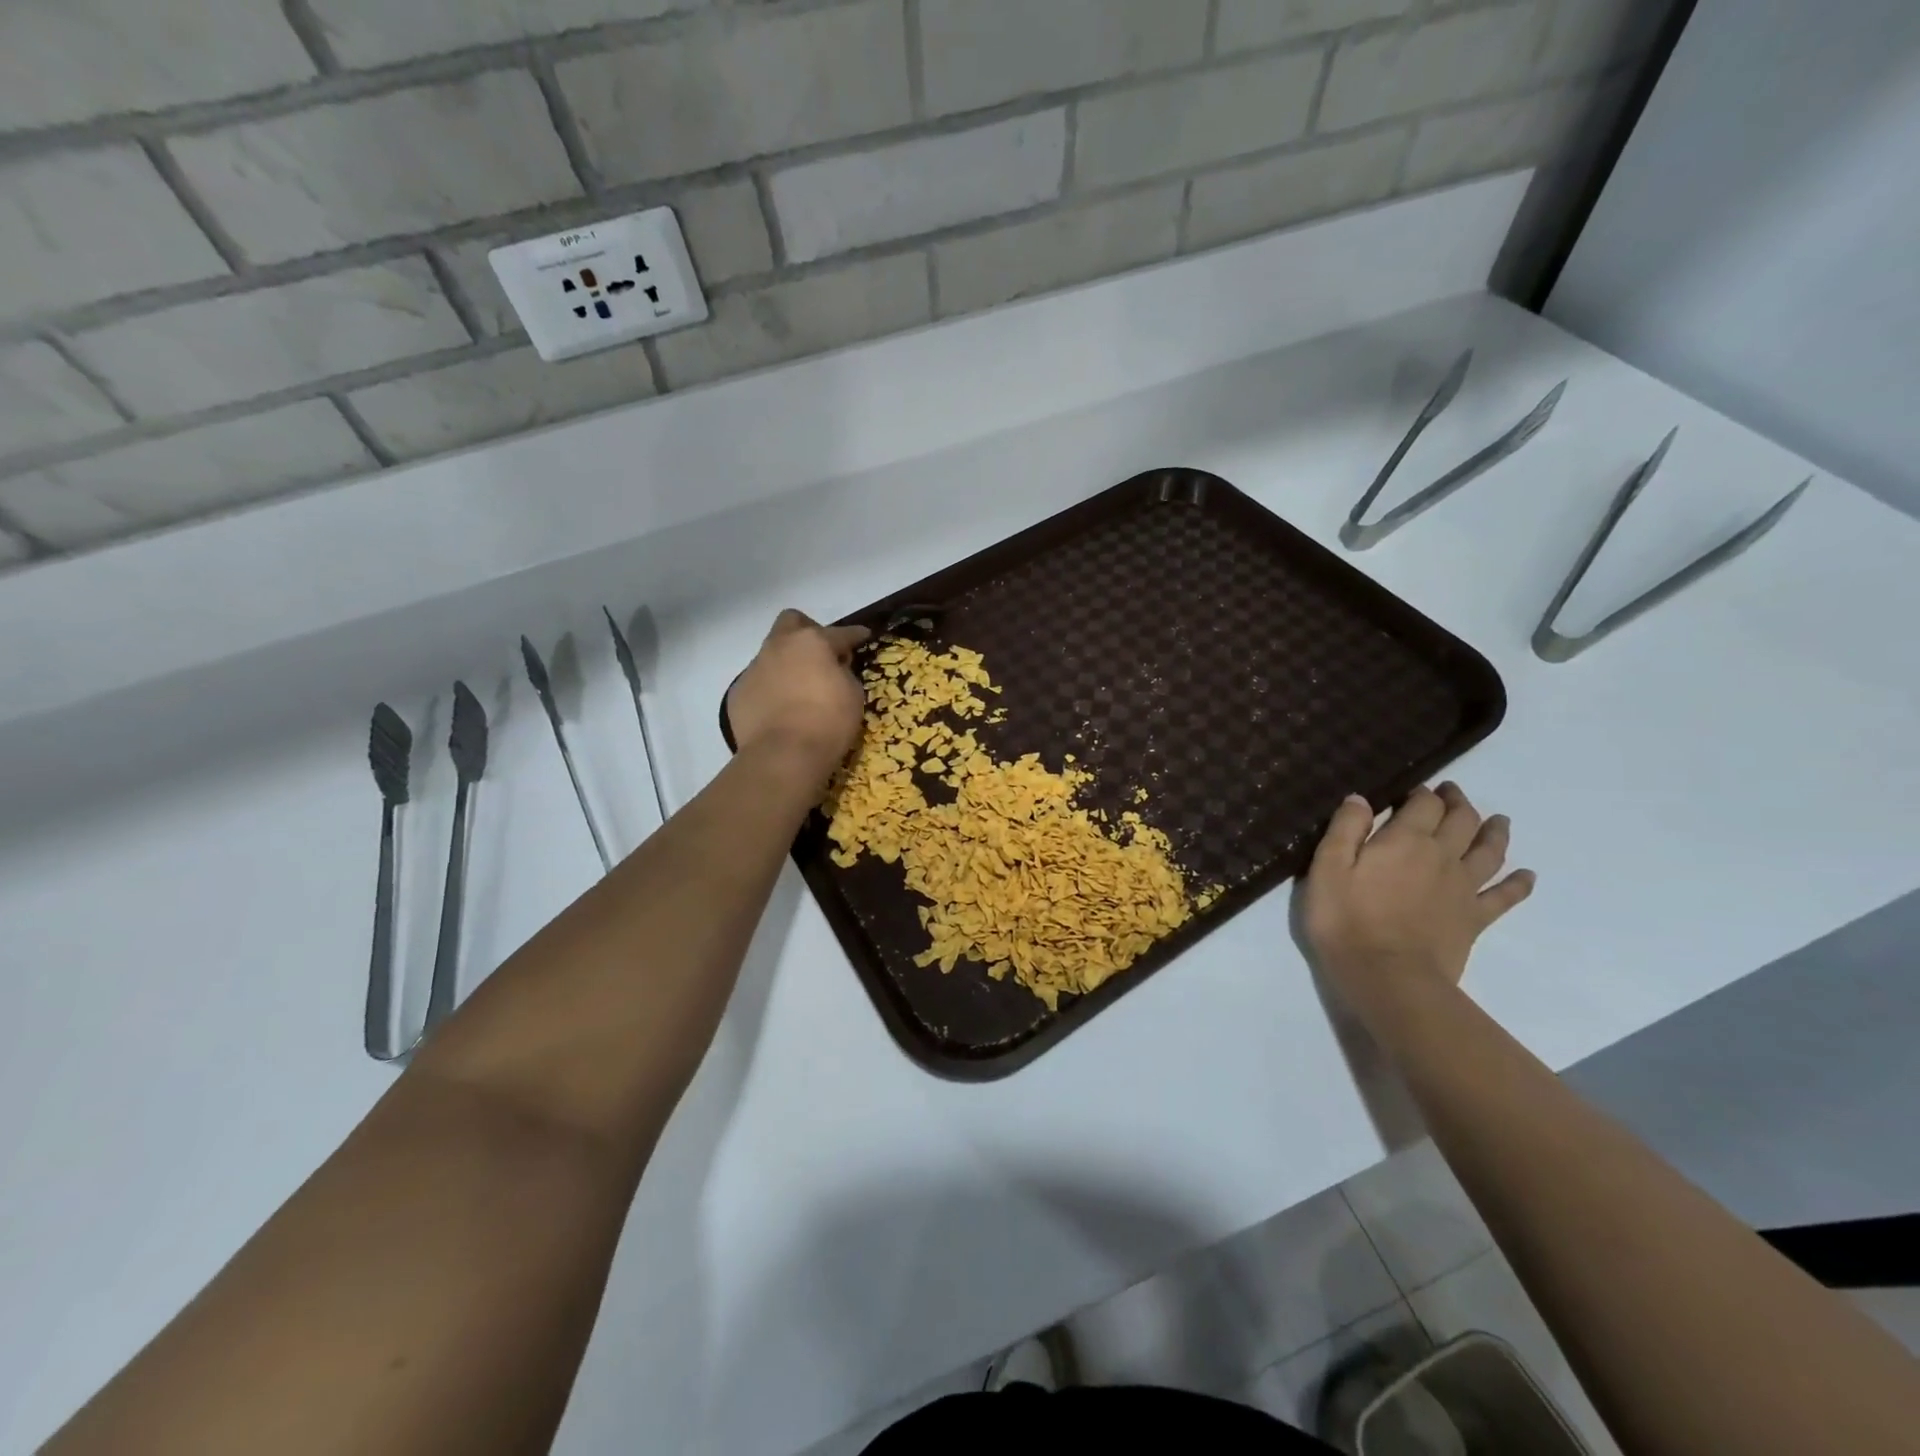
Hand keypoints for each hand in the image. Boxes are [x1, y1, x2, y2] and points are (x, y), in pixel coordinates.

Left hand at [726, 610, 869, 779]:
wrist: (783, 755)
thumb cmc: (828, 722)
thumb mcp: (853, 695)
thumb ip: (843, 673)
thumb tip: (834, 670)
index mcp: (812, 642)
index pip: (840, 632)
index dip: (855, 634)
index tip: (863, 636)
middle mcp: (780, 646)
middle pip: (792, 621)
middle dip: (808, 630)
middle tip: (820, 653)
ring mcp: (755, 667)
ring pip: (772, 653)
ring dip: (787, 663)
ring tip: (799, 688)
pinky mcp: (738, 691)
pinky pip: (759, 682)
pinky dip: (771, 689)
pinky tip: (780, 709)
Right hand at [1303, 783, 1534, 1028]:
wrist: (1386, 976)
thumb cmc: (1346, 919)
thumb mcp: (1328, 867)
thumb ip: (1345, 828)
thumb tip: (1360, 798)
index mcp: (1406, 839)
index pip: (1423, 803)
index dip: (1421, 792)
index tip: (1414, 788)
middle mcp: (1442, 856)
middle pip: (1461, 820)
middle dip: (1457, 803)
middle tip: (1452, 793)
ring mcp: (1463, 889)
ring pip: (1488, 852)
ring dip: (1494, 832)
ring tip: (1498, 821)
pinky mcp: (1474, 919)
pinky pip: (1504, 897)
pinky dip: (1518, 884)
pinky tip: (1527, 876)